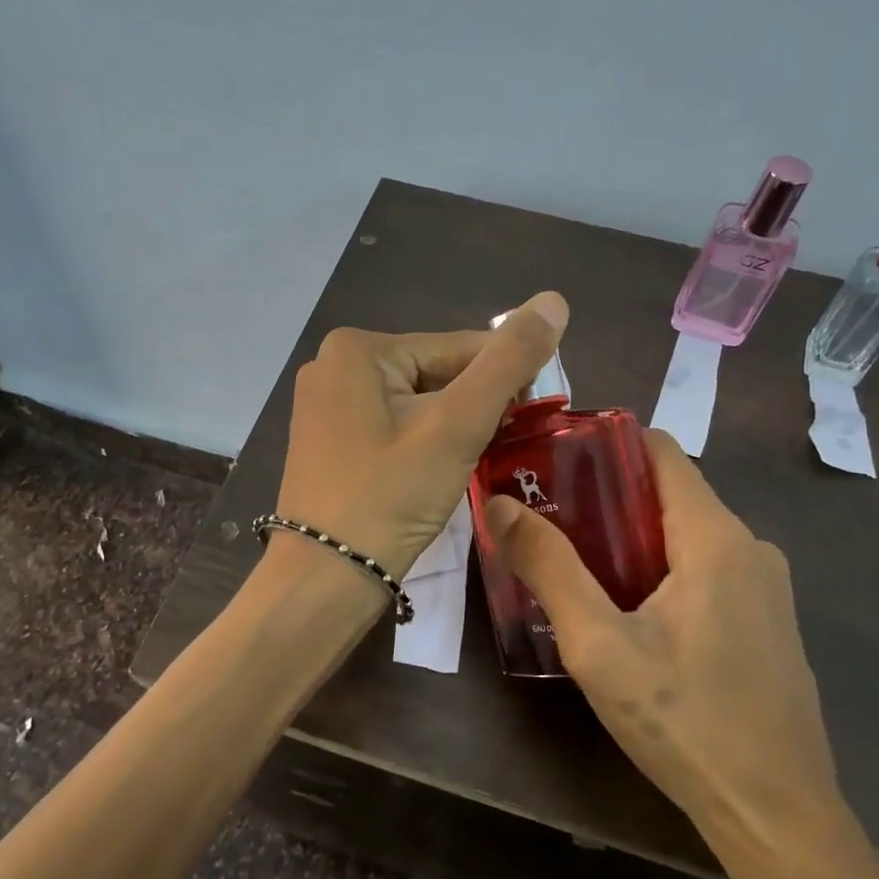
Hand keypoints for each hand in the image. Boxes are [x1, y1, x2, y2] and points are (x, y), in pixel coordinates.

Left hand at [275, 292, 568, 579]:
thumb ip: (509, 361)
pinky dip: (421, 443)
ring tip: (469, 463)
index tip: (533, 417)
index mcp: (358, 348)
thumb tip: (553, 300)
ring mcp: (325, 405)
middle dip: (471, 408)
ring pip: (415, 403)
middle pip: (434, 374)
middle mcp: (333, 365)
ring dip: (450, 428)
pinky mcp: (327, 441)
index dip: (504, 381)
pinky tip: (435, 472)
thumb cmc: (390, 497)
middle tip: (496, 449)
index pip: (458, 348)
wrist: (324, 579)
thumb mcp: (457, 425)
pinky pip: (391, 426)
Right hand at [485, 429, 841, 857]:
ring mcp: (765, 587)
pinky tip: (626, 614)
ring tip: (574, 565)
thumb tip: (502, 504)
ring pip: (685, 534)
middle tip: (546, 519)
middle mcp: (749, 547)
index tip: (551, 462)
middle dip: (606, 496)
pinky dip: (660, 570)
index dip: (603, 443)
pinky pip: (706, 571)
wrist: (778, 819)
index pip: (659, 449)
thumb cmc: (684, 722)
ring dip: (630, 539)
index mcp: (715, 536)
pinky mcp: (766, 623)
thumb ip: (548, 567)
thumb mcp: (598, 644)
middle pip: (668, 492)